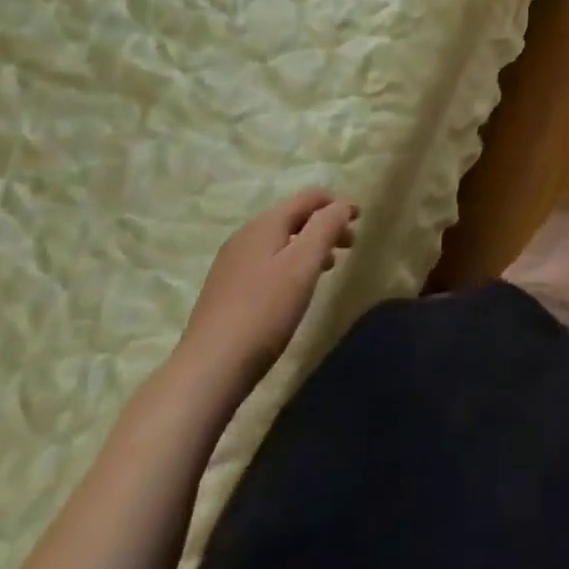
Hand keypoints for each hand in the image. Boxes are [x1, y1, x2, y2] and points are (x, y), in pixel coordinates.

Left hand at [174, 191, 357, 396]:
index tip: (360, 219)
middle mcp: (245, 237)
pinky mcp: (225, 291)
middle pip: (294, 218)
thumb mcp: (304, 264)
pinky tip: (294, 290)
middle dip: (325, 226)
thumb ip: (326, 227)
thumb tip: (342, 205)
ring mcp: (231, 264)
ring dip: (308, 247)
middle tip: (349, 246)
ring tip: (327, 268)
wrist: (208, 371)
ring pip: (280, 242)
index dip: (338, 204)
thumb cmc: (264, 311)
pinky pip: (267, 263)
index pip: (308, 198)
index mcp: (265, 224)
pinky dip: (290, 264)